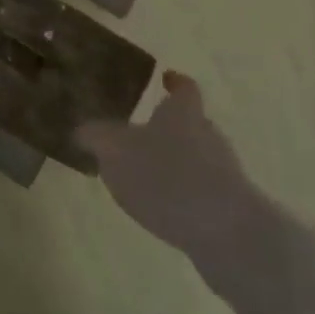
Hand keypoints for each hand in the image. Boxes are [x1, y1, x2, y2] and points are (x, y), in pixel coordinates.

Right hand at [77, 71, 269, 285]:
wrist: (228, 235)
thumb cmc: (168, 177)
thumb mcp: (115, 151)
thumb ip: (96, 137)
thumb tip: (82, 129)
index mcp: (183, 112)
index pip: (184, 87)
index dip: (174, 82)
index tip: (164, 78)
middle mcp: (209, 135)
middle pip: (191, 122)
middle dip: (169, 127)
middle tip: (140, 134)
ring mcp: (225, 173)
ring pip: (198, 158)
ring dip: (176, 164)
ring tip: (147, 178)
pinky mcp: (231, 208)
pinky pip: (203, 191)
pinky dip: (185, 194)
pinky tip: (166, 210)